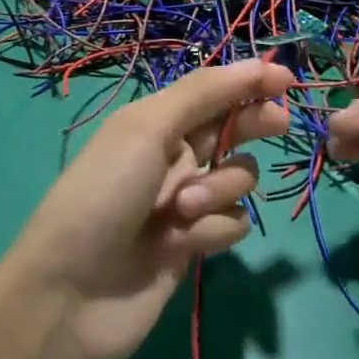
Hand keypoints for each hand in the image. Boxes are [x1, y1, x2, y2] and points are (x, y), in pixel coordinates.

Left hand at [0, 59, 295, 358]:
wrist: (71, 294)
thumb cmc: (105, 194)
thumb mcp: (147, 129)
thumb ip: (203, 94)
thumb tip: (254, 64)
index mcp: (155, 122)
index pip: (212, 91)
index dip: (249, 81)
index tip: (287, 79)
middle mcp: (171, 156)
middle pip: (230, 129)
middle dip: (253, 124)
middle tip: (278, 124)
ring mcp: (183, 202)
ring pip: (236, 180)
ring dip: (220, 188)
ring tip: (183, 209)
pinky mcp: (193, 244)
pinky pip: (230, 224)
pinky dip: (213, 230)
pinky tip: (183, 243)